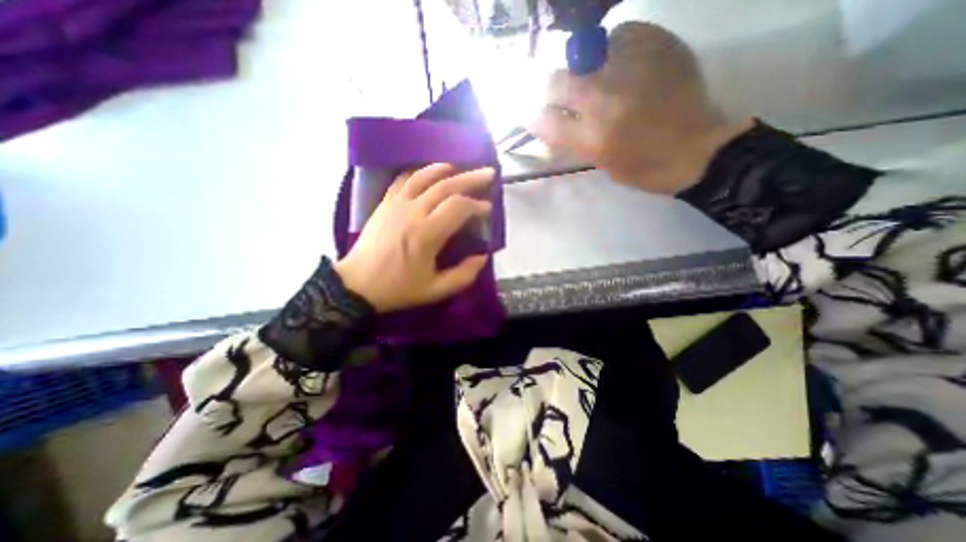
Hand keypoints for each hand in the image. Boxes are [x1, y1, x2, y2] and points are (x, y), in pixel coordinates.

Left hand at [336, 164, 493, 312]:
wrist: (357, 285)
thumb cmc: (398, 288)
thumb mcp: (435, 290)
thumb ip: (463, 275)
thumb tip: (483, 257)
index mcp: (427, 234)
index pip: (458, 207)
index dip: (476, 205)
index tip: (488, 208)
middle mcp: (412, 212)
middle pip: (446, 186)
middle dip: (470, 179)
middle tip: (488, 173)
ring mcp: (396, 204)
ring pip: (423, 177)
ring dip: (445, 170)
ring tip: (459, 167)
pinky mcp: (385, 204)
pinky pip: (402, 180)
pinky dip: (418, 173)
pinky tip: (428, 173)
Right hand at [531, 23, 749, 196]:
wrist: (696, 150)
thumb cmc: (642, 168)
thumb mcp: (600, 162)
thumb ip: (573, 140)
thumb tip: (548, 121)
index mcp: (591, 137)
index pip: (544, 119)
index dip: (538, 119)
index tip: (544, 119)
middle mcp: (604, 101)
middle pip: (557, 81)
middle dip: (556, 92)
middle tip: (568, 98)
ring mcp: (630, 70)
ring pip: (583, 54)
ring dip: (583, 70)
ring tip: (600, 80)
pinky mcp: (657, 47)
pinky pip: (621, 33)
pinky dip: (615, 48)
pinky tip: (623, 64)